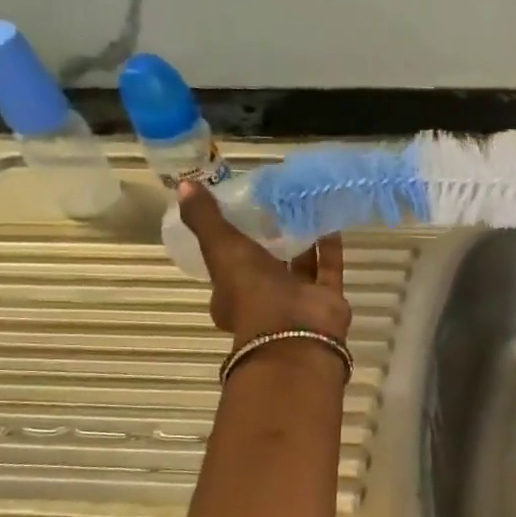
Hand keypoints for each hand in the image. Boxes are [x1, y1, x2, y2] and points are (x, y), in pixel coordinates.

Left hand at [178, 181, 350, 345]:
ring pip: (299, 266)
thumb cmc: (251, 292)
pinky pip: (327, 268)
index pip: (228, 263)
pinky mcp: (326, 298)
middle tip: (276, 206)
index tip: (237, 213)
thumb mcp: (221, 249)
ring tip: (304, 207)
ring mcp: (297, 300)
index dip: (230, 240)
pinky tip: (330, 221)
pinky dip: (329, 247)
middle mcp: (264, 298)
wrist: (294, 331)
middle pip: (266, 264)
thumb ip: (206, 218)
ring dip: (301, 240)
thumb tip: (185, 184)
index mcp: (231, 294)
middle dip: (270, 239)